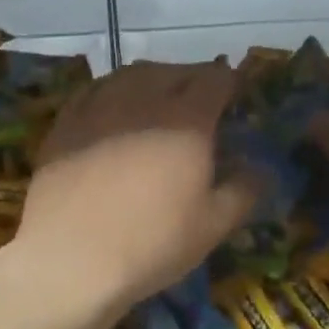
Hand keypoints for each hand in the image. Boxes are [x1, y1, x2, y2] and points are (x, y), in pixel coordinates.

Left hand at [13, 61, 256, 315]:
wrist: (70, 257)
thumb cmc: (151, 243)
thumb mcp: (212, 226)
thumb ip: (243, 191)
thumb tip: (262, 169)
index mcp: (187, 119)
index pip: (215, 79)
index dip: (228, 82)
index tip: (233, 95)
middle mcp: (144, 99)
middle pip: (174, 71)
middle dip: (192, 79)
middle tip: (199, 99)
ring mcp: (99, 106)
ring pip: (131, 74)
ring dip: (152, 79)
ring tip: (157, 96)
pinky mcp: (66, 121)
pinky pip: (94, 90)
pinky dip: (113, 90)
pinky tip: (112, 107)